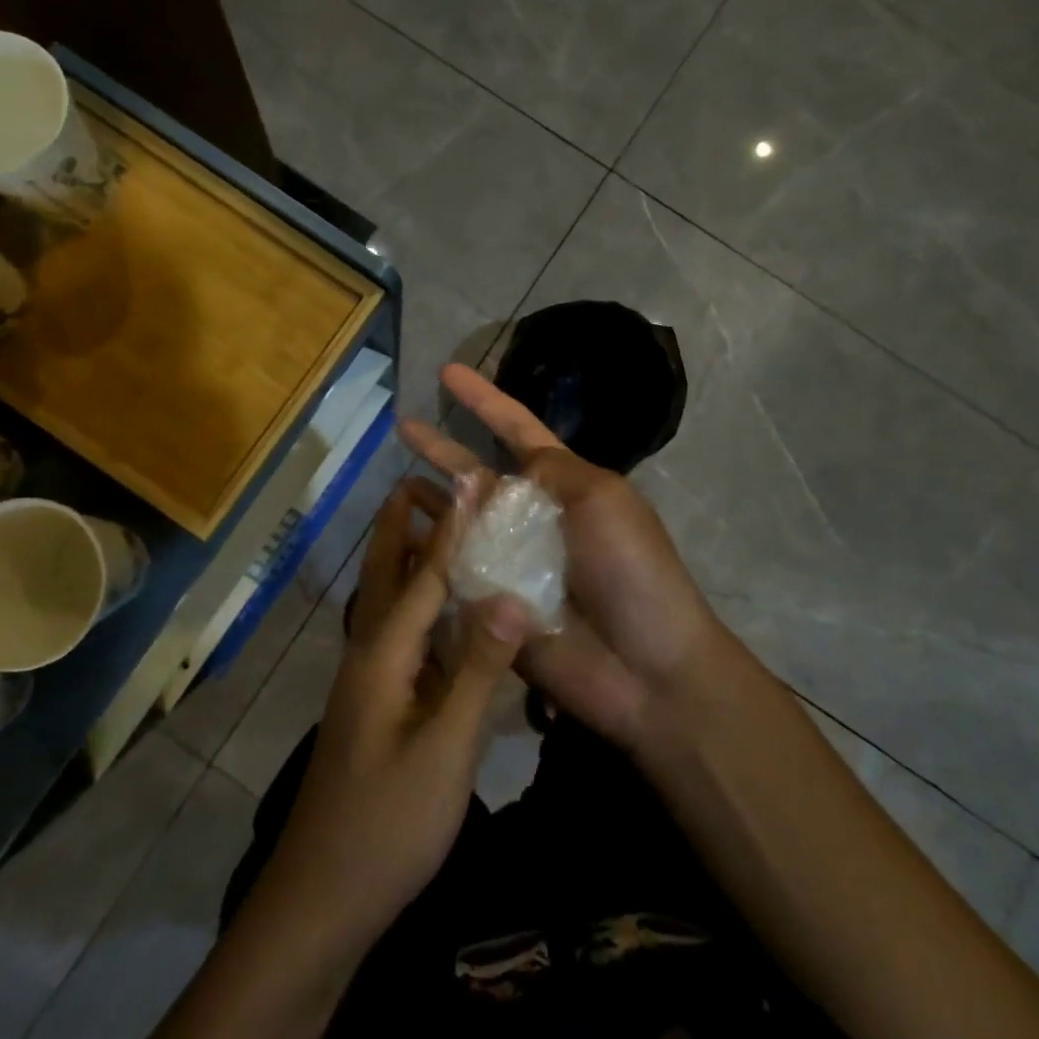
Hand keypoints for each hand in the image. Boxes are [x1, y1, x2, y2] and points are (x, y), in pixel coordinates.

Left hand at [262, 477, 530, 951]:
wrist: (322, 899)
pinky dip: (417, 607)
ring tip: (430, 526)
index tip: (467, 480)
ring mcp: (368, 684)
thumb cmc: (387, 823)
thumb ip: (478, 670)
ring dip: (405, 561)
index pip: (423, 575)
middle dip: (399, 527)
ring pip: (387, 606)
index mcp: (383, 655)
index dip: (448, 527)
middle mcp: (368, 656)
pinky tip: (439, 612)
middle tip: (418, 480)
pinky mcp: (375, 708)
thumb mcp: (445, 748)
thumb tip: (509, 595)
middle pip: (385, 577)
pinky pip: (399, 638)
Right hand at [400, 364, 725, 753]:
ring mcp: (508, 561)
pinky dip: (428, 550)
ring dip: (429, 499)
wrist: (644, 667)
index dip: (483, 399)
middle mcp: (531, 517)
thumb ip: (551, 471)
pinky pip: (452, 571)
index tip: (448, 372)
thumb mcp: (602, 499)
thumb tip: (505, 469)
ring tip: (394, 480)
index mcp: (563, 485)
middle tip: (402, 424)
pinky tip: (400, 535)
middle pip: (476, 473)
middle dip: (442, 448)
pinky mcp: (490, 604)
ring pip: (458, 521)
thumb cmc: (632, 571)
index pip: (515, 429)